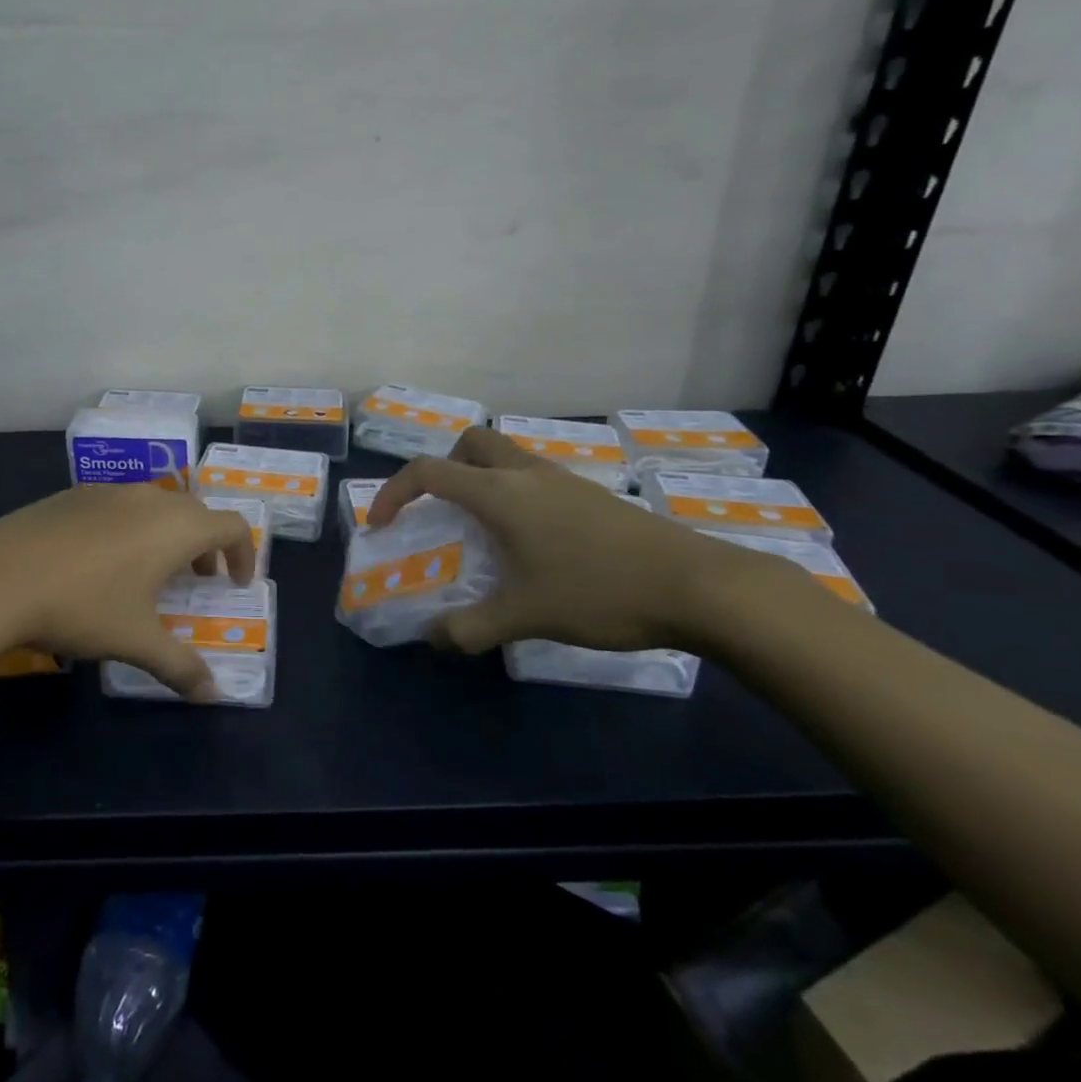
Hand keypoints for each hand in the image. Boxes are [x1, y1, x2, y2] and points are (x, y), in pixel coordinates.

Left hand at [0, 485, 255, 700]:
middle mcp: (150, 499)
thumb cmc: (82, 605)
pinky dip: (132, 527)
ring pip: (157, 506)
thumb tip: (213, 694)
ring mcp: (110, 491)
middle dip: (206, 545)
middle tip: (198, 580)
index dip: (244, 553)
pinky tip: (102, 561)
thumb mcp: (136, 641)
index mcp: (177, 527)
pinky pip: (121, 505)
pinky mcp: (76, 494)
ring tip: (151, 572)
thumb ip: (180, 666)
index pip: (233, 526)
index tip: (235, 583)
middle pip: (196, 512)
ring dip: (169, 534)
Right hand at [368, 426, 804, 656]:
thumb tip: (433, 638)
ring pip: (507, 456)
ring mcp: (564, 480)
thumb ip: (470, 628)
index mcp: (500, 493)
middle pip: (471, 443)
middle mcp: (527, 474)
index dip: (393, 492)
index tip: (382, 524)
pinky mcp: (591, 495)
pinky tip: (533, 543)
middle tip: (441, 510)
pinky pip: (536, 478)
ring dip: (482, 479)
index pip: (429, 471)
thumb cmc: (599, 591)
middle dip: (444, 468)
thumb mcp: (526, 616)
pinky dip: (516, 494)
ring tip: (484, 531)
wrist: (698, 586)